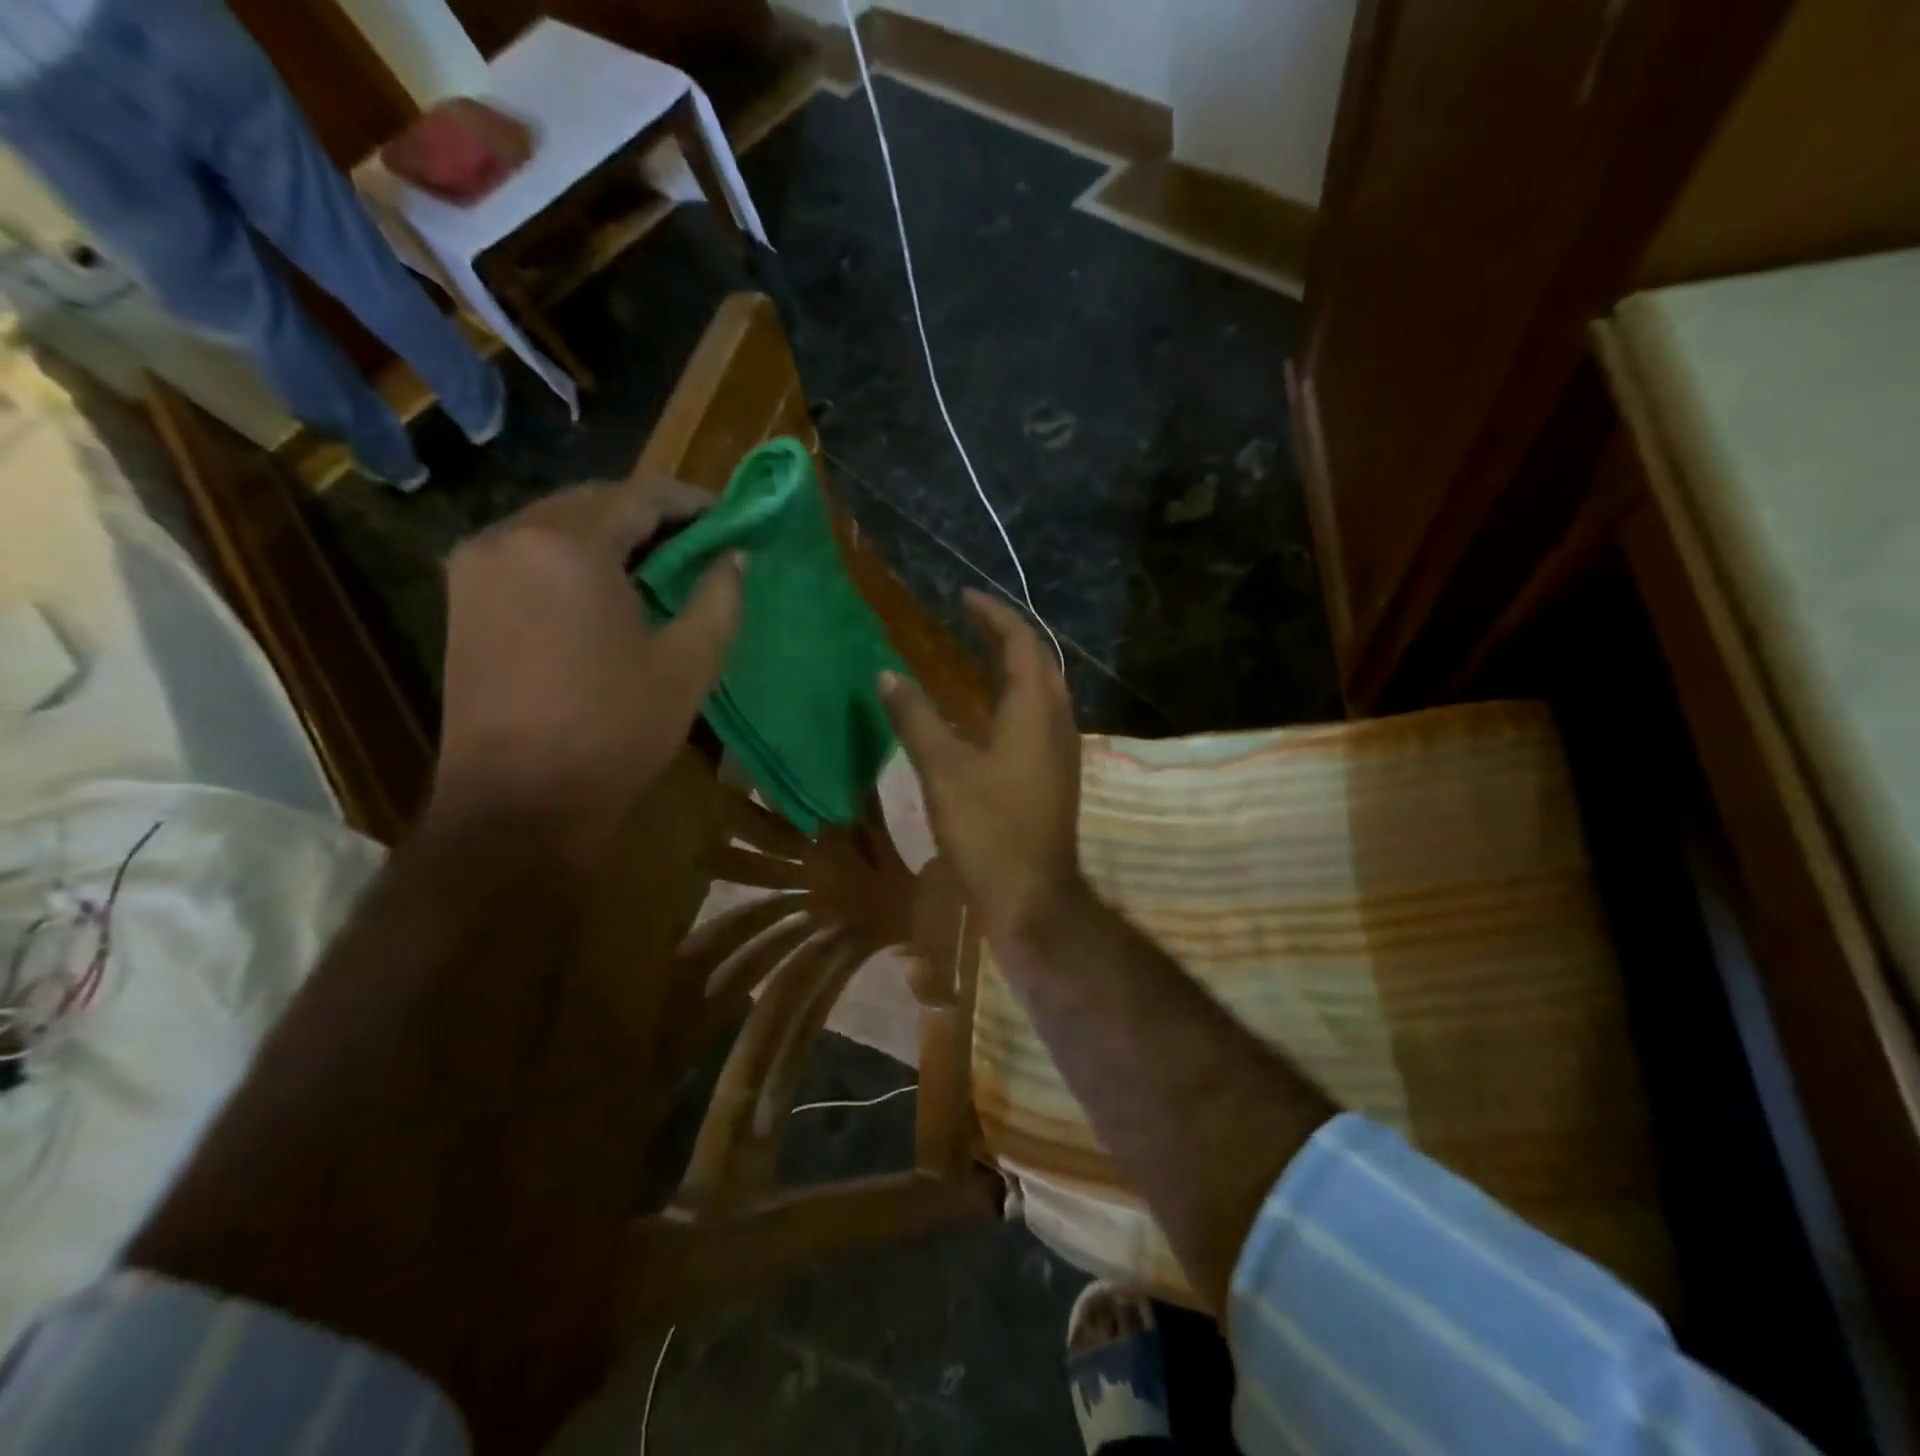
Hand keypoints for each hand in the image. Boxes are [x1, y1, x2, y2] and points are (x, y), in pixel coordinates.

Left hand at [432, 471, 743, 853]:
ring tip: (660, 566)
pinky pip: (529, 552)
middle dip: (651, 515)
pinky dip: (574, 556)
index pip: (640, 495)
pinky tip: (608, 590)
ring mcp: (476, 565)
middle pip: (594, 501)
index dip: (691, 502)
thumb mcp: (688, 664)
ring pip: (557, 523)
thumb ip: (719, 597)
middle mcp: (511, 535)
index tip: (730, 518)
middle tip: (700, 543)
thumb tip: (733, 556)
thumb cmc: (614, 731)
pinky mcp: (463, 598)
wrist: (518, 804)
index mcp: (568, 545)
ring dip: (612, 534)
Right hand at [880, 590, 1083, 939]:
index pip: (1020, 642)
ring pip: (1043, 690)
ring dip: (1014, 666)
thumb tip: (887, 674)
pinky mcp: (1056, 773)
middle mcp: (1057, 720)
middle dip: (1007, 635)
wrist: (1033, 894)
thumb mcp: (942, 769)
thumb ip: (915, 717)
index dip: (993, 616)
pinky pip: (1039, 716)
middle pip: (1038, 661)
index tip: (964, 597)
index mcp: (1034, 709)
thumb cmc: (988, 828)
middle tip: (970, 621)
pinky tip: (988, 713)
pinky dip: (1015, 698)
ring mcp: (1061, 749)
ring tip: (977, 656)